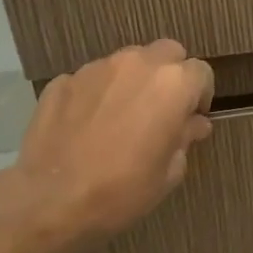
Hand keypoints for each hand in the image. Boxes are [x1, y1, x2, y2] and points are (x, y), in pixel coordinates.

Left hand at [0, 41, 214, 252]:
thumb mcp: (169, 172)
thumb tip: (193, 124)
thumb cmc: (123, 190)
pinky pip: (93, 79)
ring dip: (134, 81)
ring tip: (123, 116)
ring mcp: (96, 68)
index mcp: (172, 85)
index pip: (201, 72)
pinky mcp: (63, 80)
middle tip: (162, 110)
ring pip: (128, 62)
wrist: (51, 200)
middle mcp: (137, 65)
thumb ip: (185, 139)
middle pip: (167, 53)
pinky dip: (99, 93)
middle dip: (171, 75)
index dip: (201, 95)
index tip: (192, 118)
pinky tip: (90, 125)